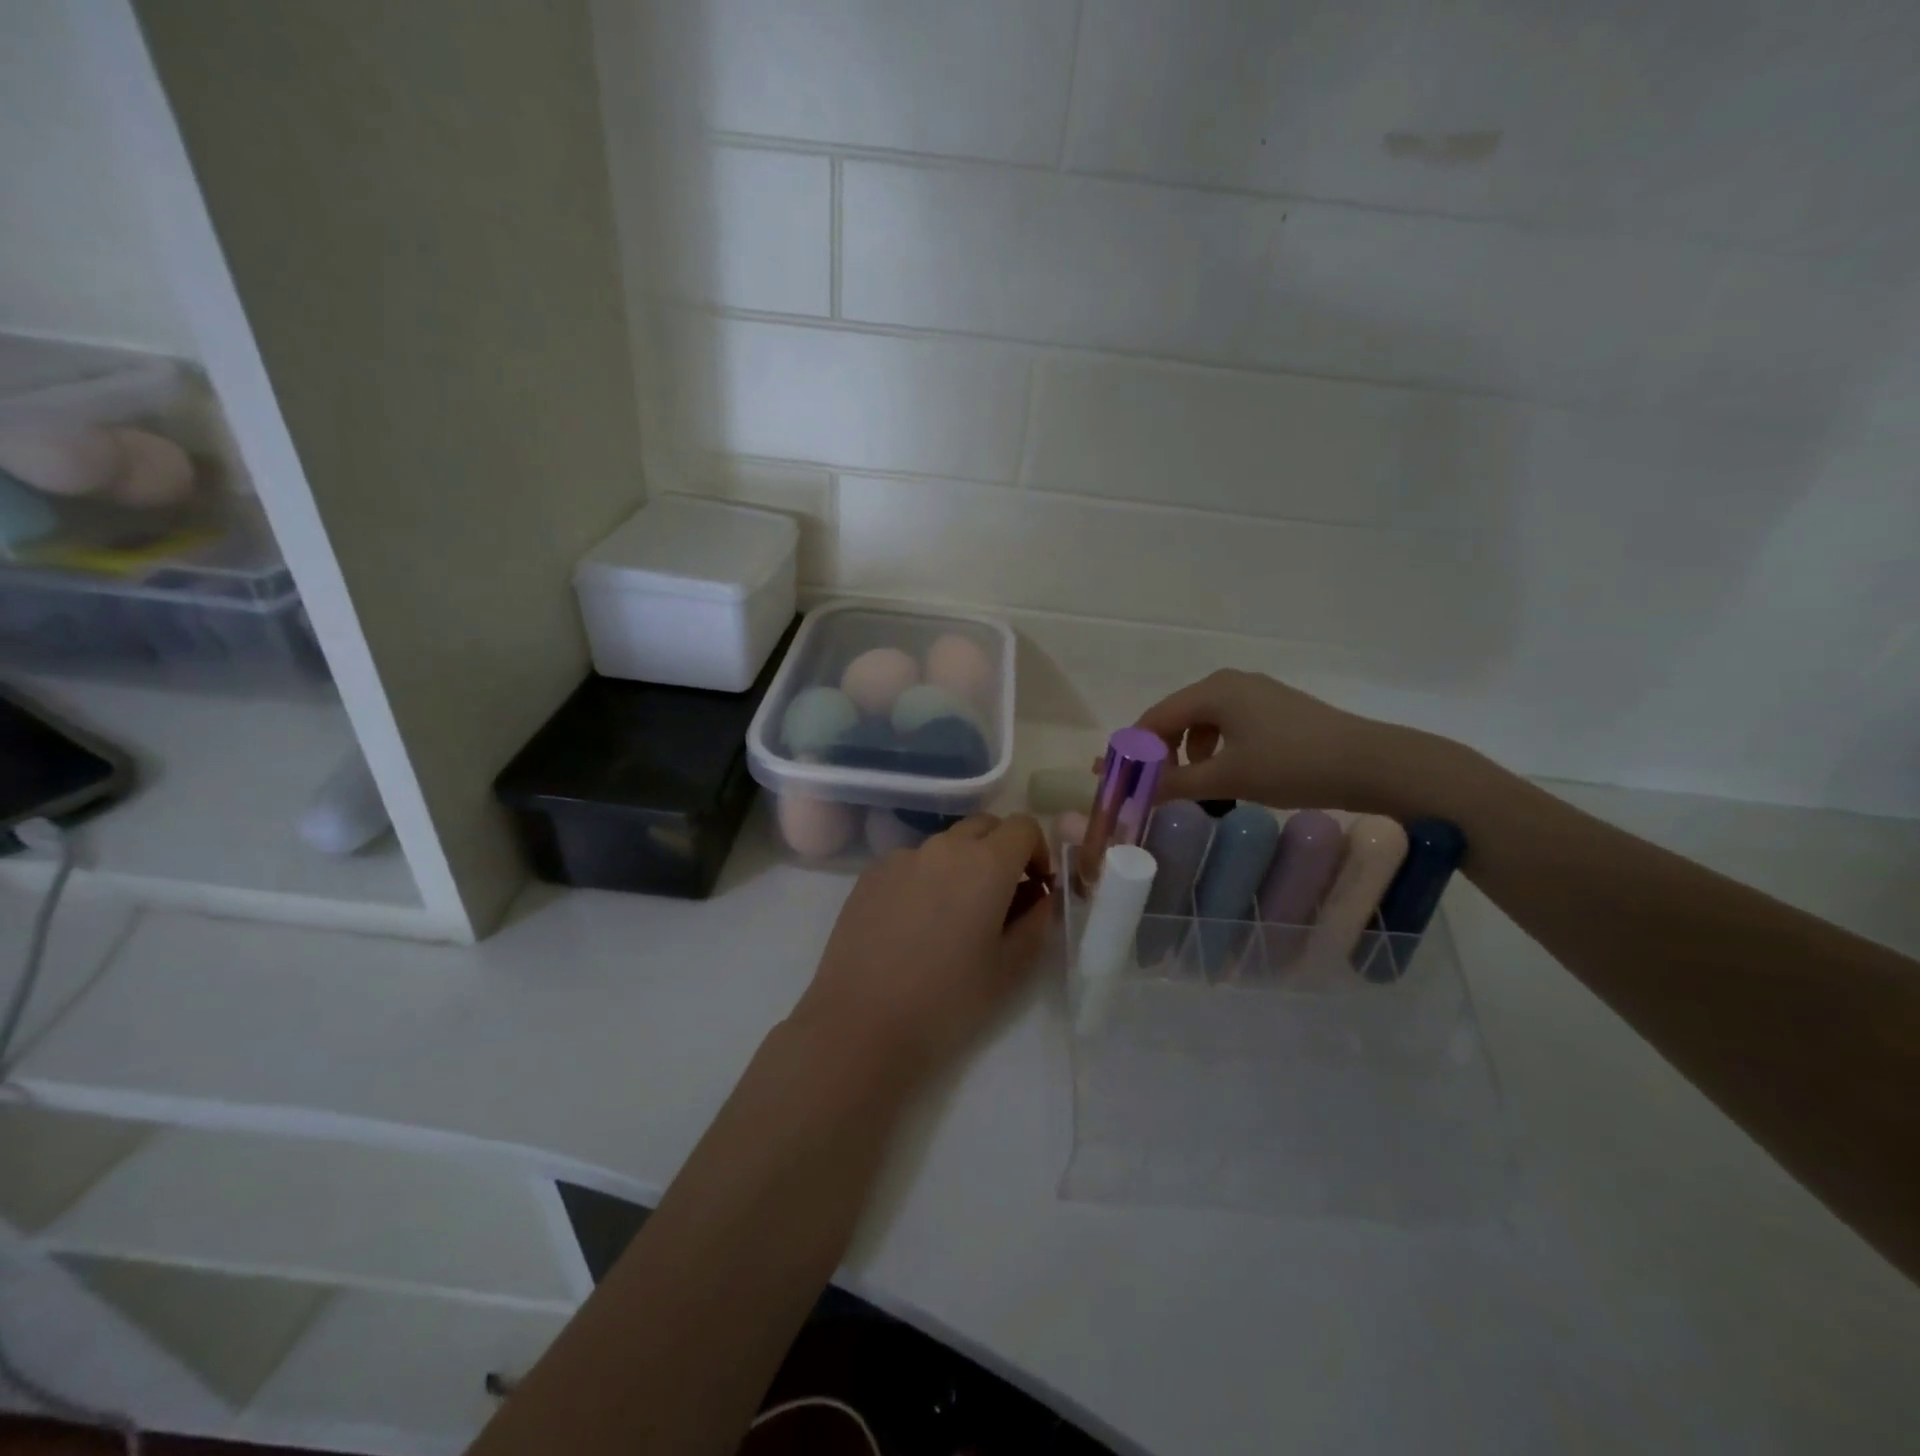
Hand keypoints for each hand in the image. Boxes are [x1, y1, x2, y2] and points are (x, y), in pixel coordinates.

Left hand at [791, 814, 1053, 1090]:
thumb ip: (1036, 923)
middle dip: (1002, 850)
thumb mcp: (1010, 969)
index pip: (1024, 826)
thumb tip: (1041, 897)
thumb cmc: (947, 1000)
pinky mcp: (871, 874)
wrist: (861, 1023)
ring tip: (953, 916)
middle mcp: (944, 847)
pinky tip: (914, 924)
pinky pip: (911, 862)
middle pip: (985, 826)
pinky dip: (926, 878)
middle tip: (1002, 897)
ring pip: (946, 844)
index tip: (1036, 887)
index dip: (1038, 851)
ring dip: (962, 864)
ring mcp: (902, 857)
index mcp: (986, 864)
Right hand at [1132, 670, 1410, 810]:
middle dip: (1159, 753)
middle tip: (1153, 787)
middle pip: (1175, 717)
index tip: (1121, 781)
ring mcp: (1254, 693)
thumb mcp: (1227, 778)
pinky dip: (1214, 749)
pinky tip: (1226, 773)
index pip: (1155, 718)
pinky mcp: (1274, 708)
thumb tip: (1133, 792)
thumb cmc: (1292, 765)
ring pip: (1201, 722)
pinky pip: (1226, 724)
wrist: (1371, 764)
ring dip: (1187, 753)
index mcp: (1212, 690)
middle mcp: (1228, 682)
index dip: (1133, 750)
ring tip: (1192, 786)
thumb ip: (1174, 783)